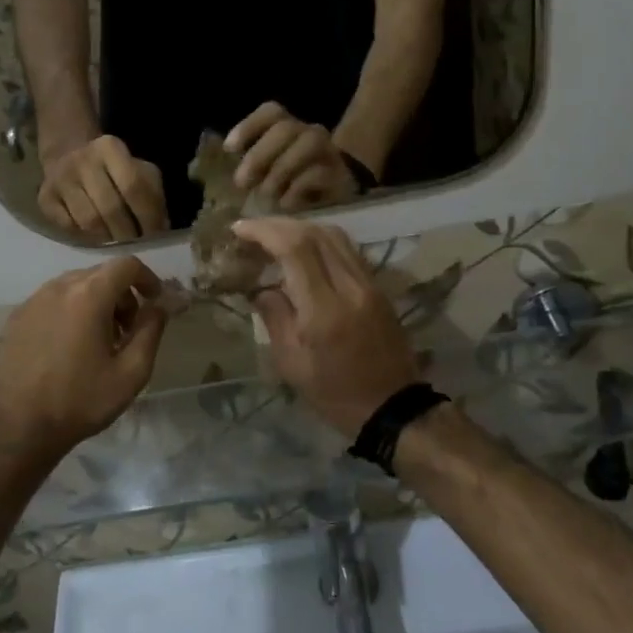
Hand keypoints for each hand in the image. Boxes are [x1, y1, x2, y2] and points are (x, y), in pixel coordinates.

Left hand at [0, 257, 168, 462]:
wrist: (22, 428)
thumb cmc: (83, 400)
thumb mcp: (132, 371)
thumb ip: (151, 330)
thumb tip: (160, 305)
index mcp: (89, 295)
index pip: (126, 265)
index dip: (147, 278)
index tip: (154, 302)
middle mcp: (58, 287)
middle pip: (100, 274)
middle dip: (122, 295)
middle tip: (128, 330)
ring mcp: (33, 301)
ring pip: (74, 286)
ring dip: (95, 302)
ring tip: (98, 340)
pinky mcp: (16, 317)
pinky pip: (51, 301)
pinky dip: (69, 311)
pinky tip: (69, 346)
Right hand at [38, 136, 168, 242]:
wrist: (68, 156)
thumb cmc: (114, 170)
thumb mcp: (139, 171)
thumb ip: (153, 195)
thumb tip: (160, 227)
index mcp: (109, 147)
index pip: (134, 186)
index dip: (147, 215)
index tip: (154, 234)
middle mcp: (82, 160)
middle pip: (110, 208)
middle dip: (127, 232)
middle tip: (135, 243)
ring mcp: (60, 179)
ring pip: (89, 221)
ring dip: (107, 237)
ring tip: (116, 240)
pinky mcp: (44, 197)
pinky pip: (69, 227)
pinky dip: (85, 236)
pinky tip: (95, 234)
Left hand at [225, 103, 365, 210]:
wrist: (340, 194)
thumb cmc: (295, 181)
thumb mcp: (270, 171)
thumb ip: (252, 166)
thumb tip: (229, 176)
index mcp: (288, 127)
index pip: (271, 112)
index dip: (249, 126)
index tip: (230, 149)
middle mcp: (309, 133)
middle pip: (285, 129)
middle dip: (260, 154)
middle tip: (242, 182)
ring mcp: (328, 151)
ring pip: (308, 143)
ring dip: (280, 170)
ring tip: (266, 194)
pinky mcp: (340, 173)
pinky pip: (319, 173)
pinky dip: (297, 189)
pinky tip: (285, 203)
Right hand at [231, 219, 420, 436]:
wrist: (392, 408)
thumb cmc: (335, 394)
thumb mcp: (292, 364)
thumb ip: (274, 318)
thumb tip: (260, 287)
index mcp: (325, 310)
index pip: (295, 249)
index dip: (265, 231)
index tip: (240, 229)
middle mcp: (350, 287)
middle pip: (315, 233)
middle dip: (279, 224)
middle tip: (252, 229)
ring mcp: (369, 284)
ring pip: (335, 235)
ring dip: (302, 227)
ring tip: (275, 235)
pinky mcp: (378, 287)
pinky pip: (348, 249)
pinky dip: (321, 240)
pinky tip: (304, 249)